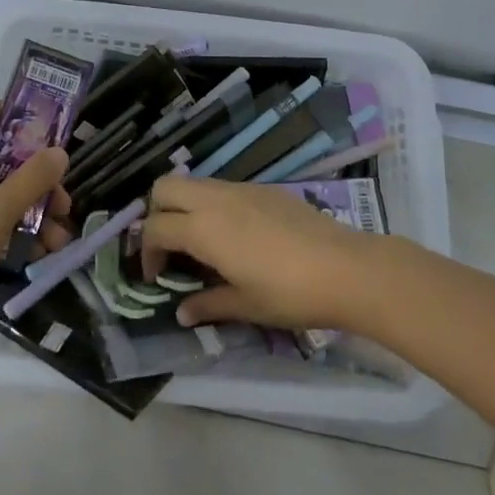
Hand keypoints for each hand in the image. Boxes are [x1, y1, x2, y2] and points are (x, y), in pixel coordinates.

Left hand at [0, 104, 71, 326]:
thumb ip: (32, 179)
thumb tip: (60, 152)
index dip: (30, 121)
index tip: (60, 141)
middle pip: (4, 157)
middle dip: (38, 181)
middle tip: (64, 205)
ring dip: (31, 210)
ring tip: (58, 241)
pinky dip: (11, 227)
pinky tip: (37, 253)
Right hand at [141, 175, 383, 330]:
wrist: (346, 268)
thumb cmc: (290, 293)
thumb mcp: (245, 306)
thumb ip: (208, 304)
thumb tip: (183, 312)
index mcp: (204, 227)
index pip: (155, 228)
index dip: (147, 252)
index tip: (157, 278)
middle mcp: (216, 199)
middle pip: (165, 187)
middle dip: (156, 213)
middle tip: (169, 248)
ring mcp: (241, 189)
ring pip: (195, 183)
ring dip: (185, 207)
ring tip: (200, 244)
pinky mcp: (264, 189)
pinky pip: (223, 188)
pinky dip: (212, 205)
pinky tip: (234, 236)